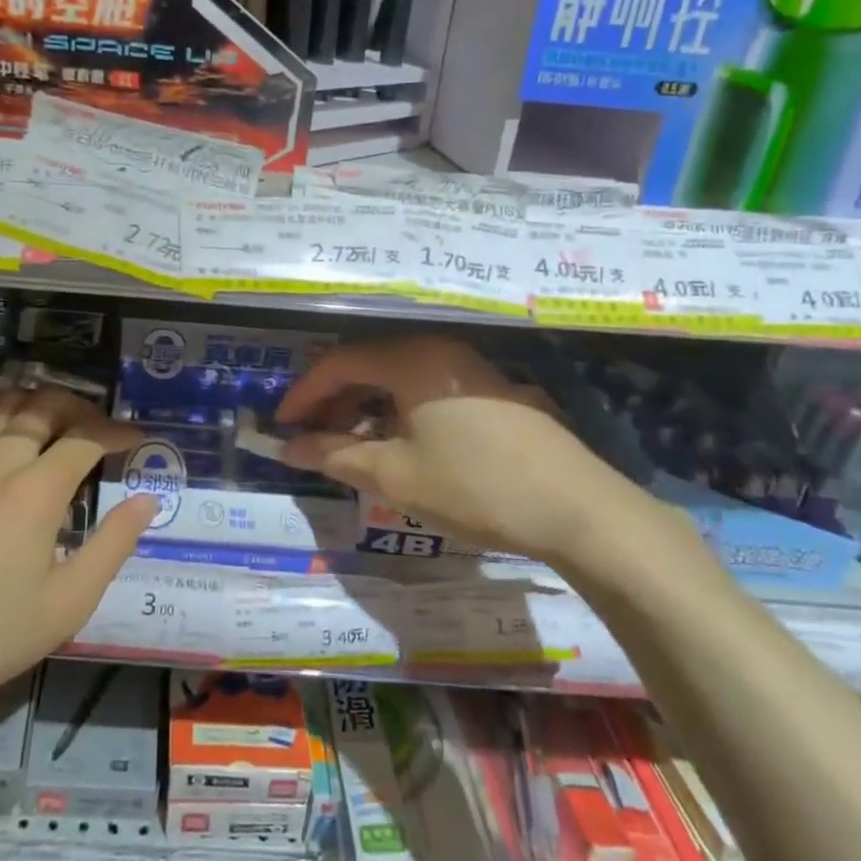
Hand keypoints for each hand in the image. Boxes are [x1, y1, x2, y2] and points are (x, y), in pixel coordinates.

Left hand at [0, 387, 158, 718]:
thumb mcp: (68, 601)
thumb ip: (114, 544)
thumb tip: (148, 500)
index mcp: (37, 490)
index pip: (86, 438)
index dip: (115, 431)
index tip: (136, 437)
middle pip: (42, 407)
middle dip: (79, 407)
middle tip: (97, 425)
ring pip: (0, 408)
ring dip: (34, 405)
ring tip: (53, 422)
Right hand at [278, 335, 648, 569]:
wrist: (578, 510)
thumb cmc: (475, 485)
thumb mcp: (394, 475)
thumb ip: (335, 456)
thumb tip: (289, 449)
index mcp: (411, 359)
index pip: (339, 363)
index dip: (303, 394)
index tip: (281, 427)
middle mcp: (438, 351)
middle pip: (368, 365)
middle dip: (333, 402)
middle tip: (312, 440)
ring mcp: (469, 368)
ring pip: (397, 378)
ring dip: (364, 408)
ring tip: (349, 447)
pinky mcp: (490, 391)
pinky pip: (425, 390)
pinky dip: (397, 412)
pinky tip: (395, 445)